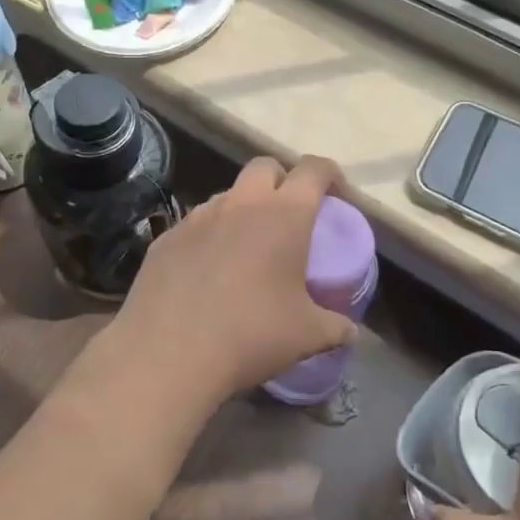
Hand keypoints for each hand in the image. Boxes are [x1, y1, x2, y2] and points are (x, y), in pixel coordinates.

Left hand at [109, 155, 355, 407]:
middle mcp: (240, 203)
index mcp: (283, 214)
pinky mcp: (167, 236)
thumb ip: (336, 327)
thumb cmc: (251, 334)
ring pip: (227, 195)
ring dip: (243, 209)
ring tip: (248, 247)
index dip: (330, 175)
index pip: (314, 169)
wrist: (168, 352)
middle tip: (290, 215)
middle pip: (265, 167)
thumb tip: (351, 331)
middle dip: (282, 180)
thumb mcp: (307, 335)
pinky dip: (210, 236)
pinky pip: (196, 224)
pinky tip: (208, 271)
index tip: (337, 196)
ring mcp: (198, 216)